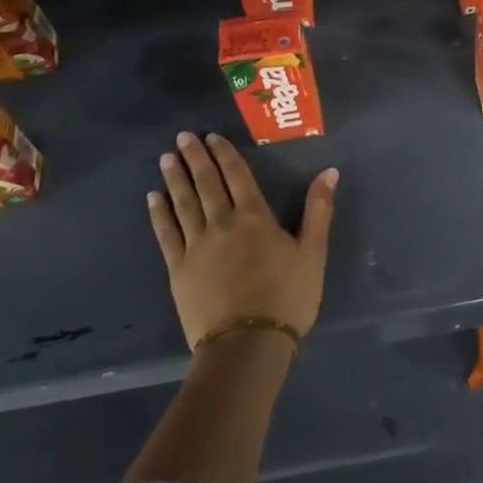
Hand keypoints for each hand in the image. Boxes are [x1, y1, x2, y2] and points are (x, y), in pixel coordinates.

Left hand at [147, 131, 338, 349]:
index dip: (224, 154)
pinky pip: (166, 234)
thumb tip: (329, 172)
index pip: (236, 175)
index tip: (211, 137)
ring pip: (183, 204)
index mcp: (255, 217)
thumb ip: (319, 210)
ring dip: (175, 179)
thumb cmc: (287, 298)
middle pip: (206, 183)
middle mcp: (222, 223)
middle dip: (195, 158)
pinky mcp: (179, 270)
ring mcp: (196, 246)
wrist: (247, 345)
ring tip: (166, 158)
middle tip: (183, 137)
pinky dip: (159, 214)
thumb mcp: (313, 253)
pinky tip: (152, 198)